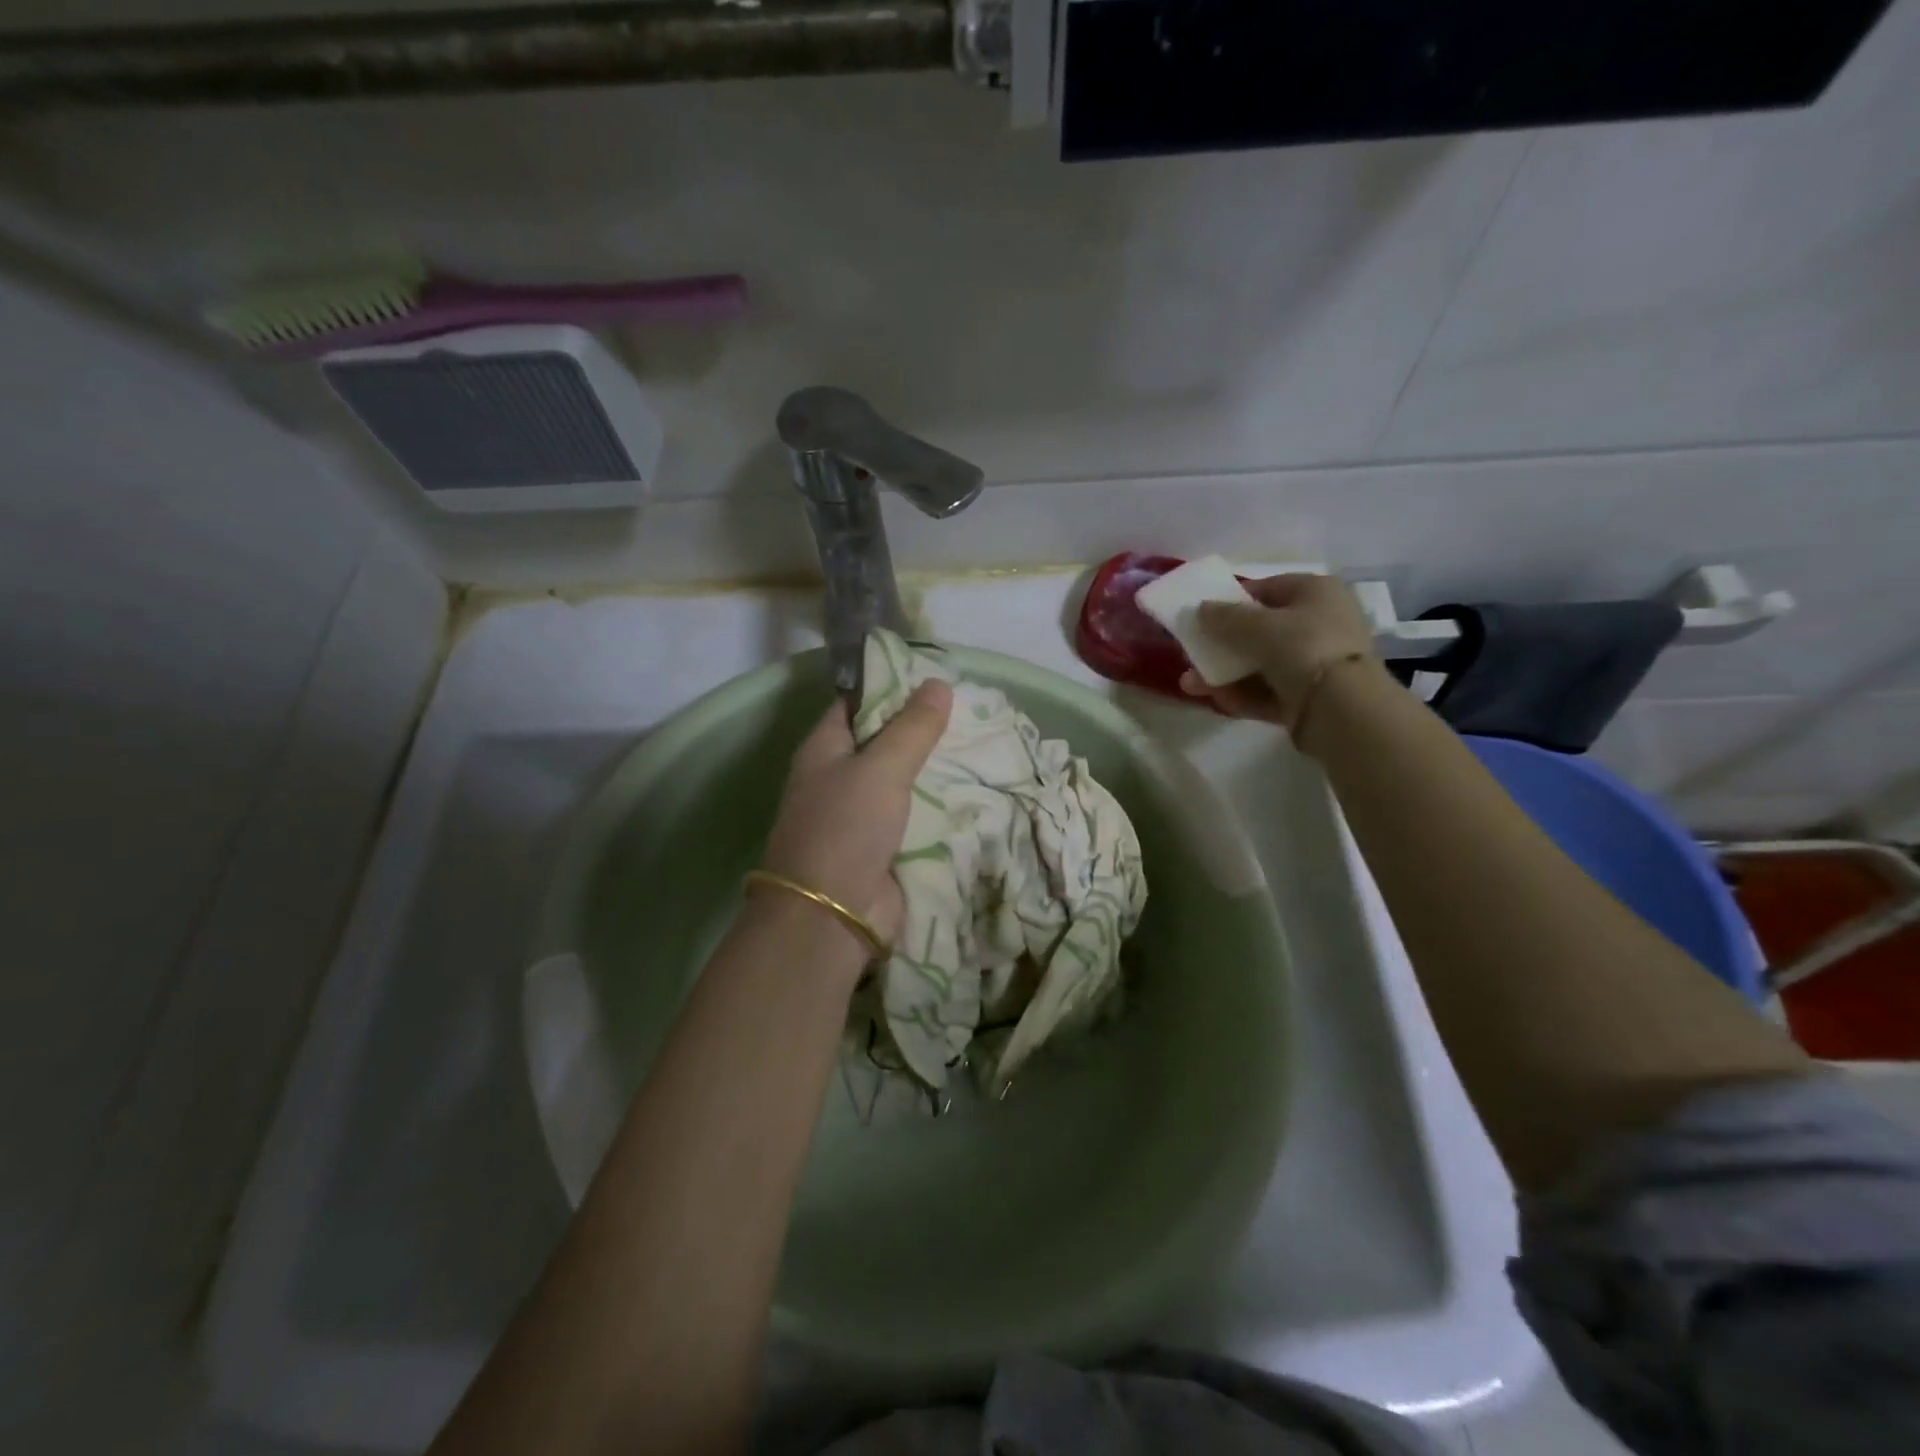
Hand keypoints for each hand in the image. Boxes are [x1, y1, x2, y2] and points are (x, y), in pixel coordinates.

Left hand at [759, 681, 952, 948]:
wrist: (832, 915)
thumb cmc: (846, 828)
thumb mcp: (881, 768)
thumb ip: (913, 727)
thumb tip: (938, 683)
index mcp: (825, 748)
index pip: (857, 703)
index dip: (891, 687)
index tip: (935, 679)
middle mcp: (840, 776)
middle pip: (884, 741)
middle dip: (923, 730)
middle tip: (971, 711)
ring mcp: (862, 814)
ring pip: (904, 780)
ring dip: (936, 768)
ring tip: (982, 745)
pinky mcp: (884, 845)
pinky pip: (916, 814)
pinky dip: (940, 804)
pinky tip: (976, 789)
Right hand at [1178, 574, 1377, 732]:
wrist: (1341, 707)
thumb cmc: (1302, 646)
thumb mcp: (1256, 625)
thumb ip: (1223, 616)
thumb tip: (1201, 608)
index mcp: (1317, 592)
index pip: (1269, 588)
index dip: (1234, 600)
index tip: (1205, 615)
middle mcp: (1320, 623)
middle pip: (1261, 630)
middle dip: (1223, 644)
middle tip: (1193, 653)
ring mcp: (1315, 663)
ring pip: (1260, 664)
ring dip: (1224, 673)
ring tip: (1190, 684)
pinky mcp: (1308, 698)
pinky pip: (1268, 692)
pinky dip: (1242, 695)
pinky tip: (1216, 700)